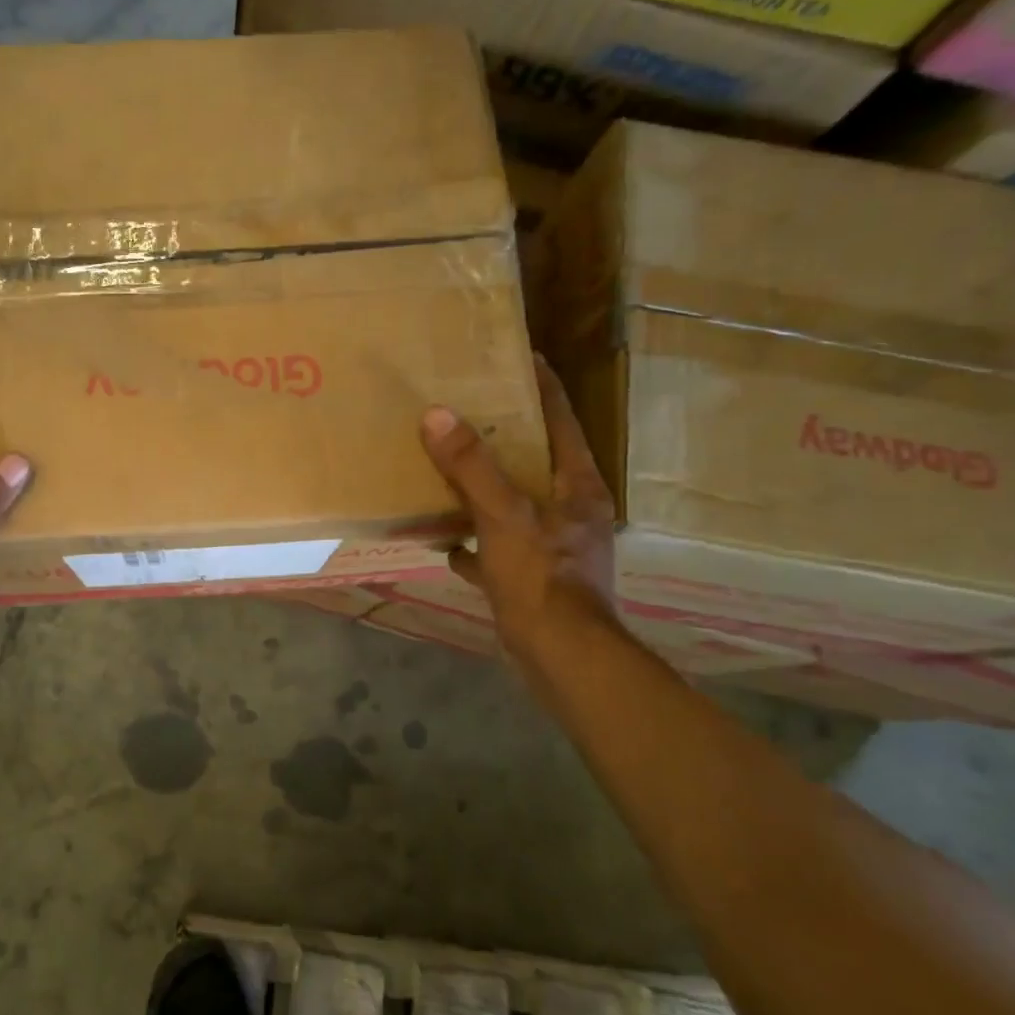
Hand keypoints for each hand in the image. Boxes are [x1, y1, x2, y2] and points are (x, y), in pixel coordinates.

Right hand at [420, 355, 617, 665]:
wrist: (562, 658)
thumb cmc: (540, 578)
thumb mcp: (502, 516)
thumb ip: (471, 467)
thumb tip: (438, 415)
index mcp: (577, 486)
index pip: (562, 421)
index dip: (542, 386)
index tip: (519, 356)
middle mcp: (572, 511)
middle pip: (537, 460)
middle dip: (505, 436)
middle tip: (469, 409)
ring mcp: (555, 547)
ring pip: (517, 504)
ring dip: (487, 489)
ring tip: (451, 469)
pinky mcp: (536, 579)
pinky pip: (500, 547)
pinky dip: (477, 542)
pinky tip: (448, 543)